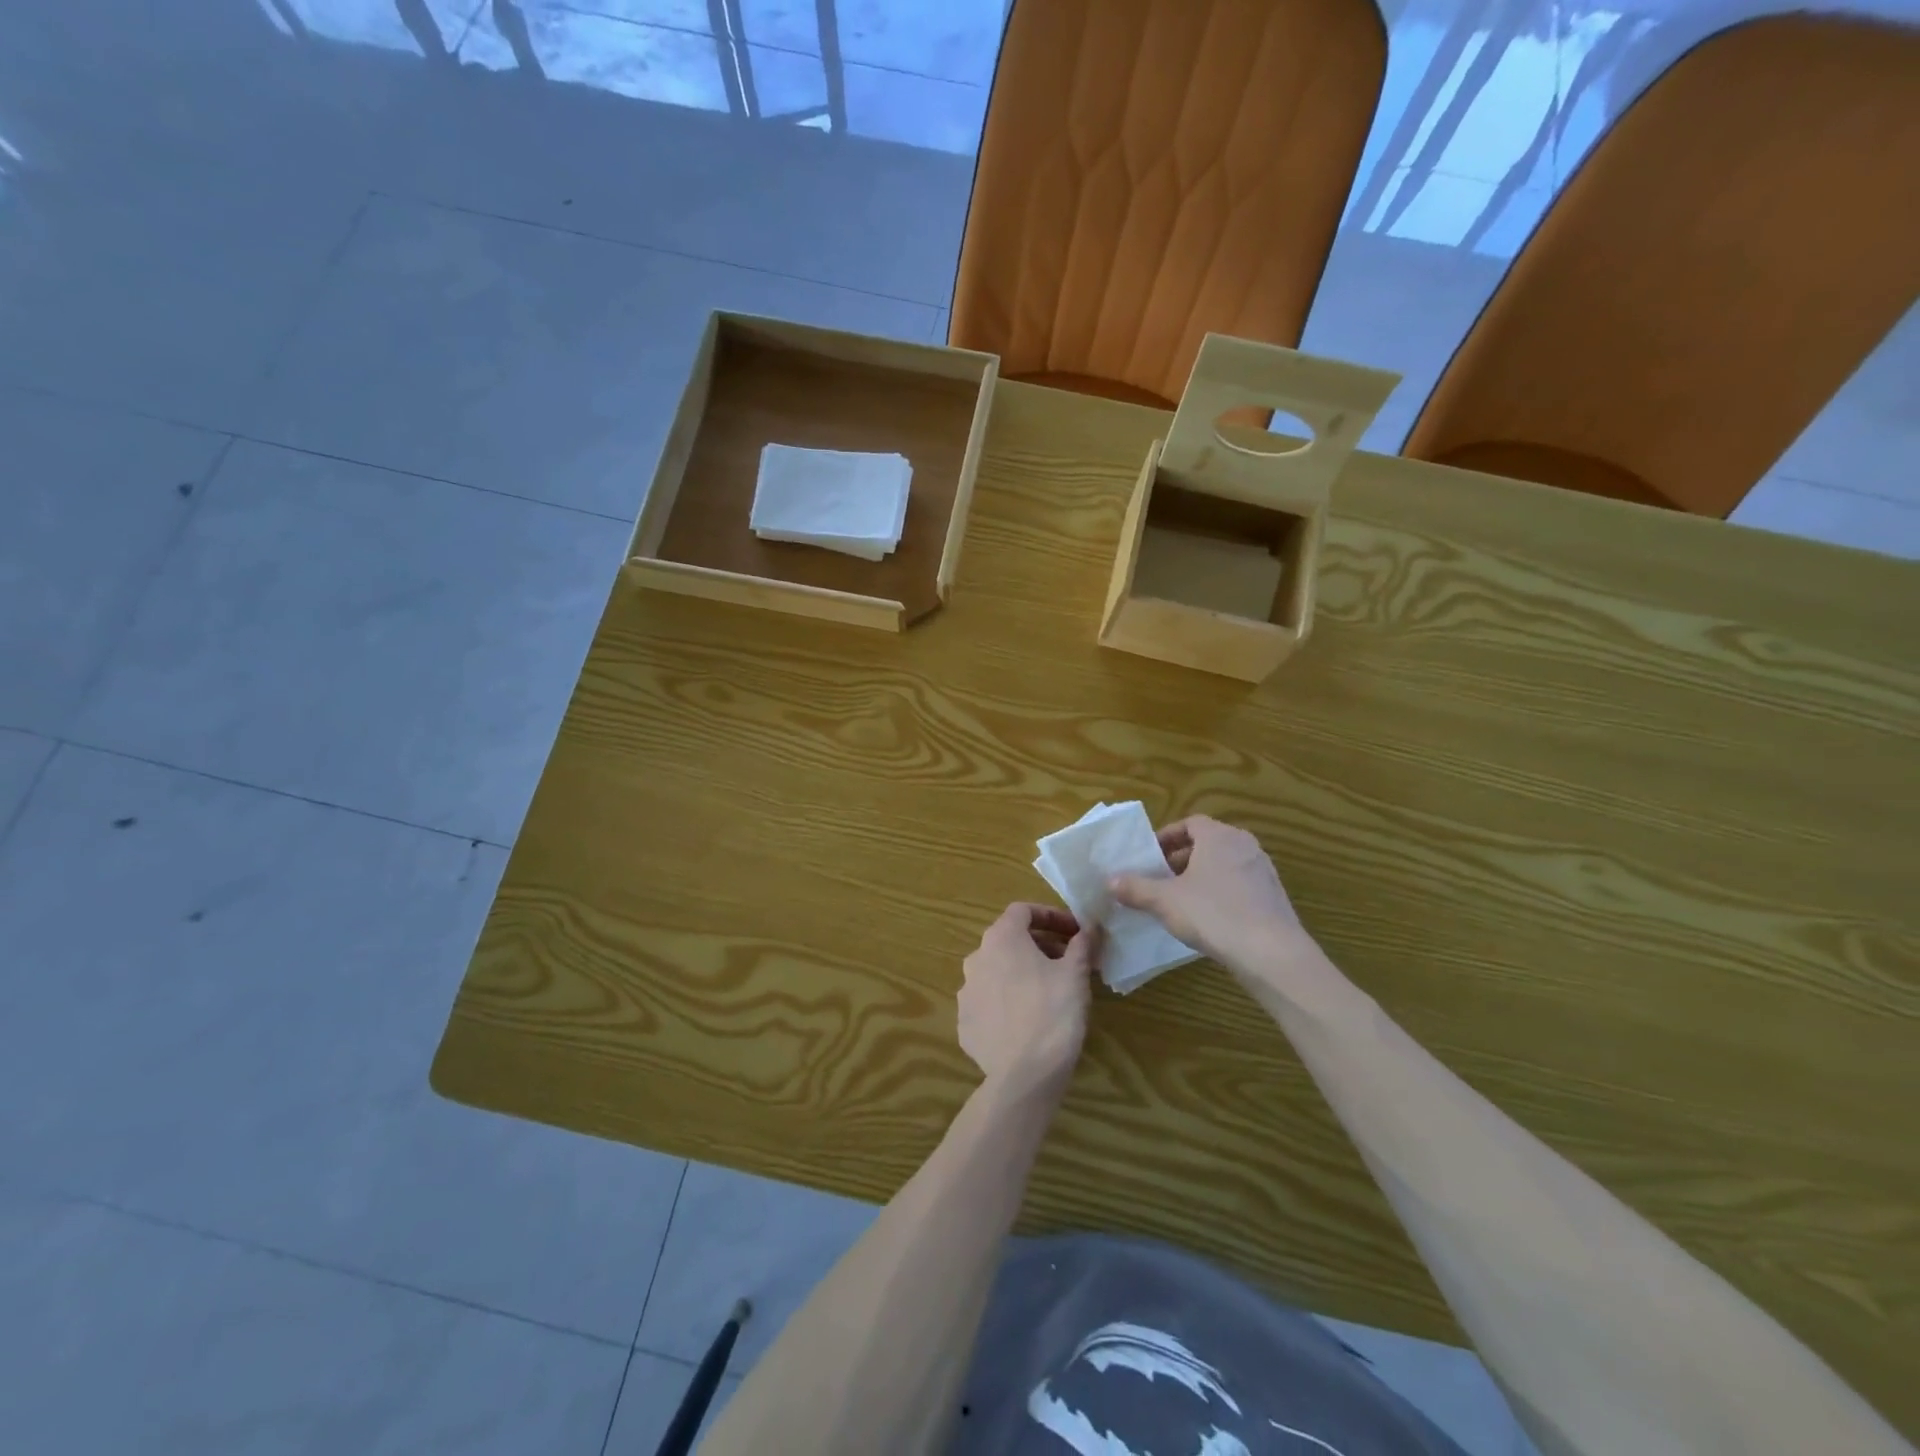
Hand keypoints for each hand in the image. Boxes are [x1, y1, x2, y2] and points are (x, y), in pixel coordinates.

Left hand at [958, 904, 1101, 1096]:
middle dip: (1040, 945)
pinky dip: (1008, 1001)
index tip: (1075, 932)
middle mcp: (976, 958)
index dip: (1050, 915)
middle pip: (1009, 940)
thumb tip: (1091, 925)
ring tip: (1050, 992)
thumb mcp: (1076, 974)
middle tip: (1068, 962)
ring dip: (1022, 973)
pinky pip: (990, 1002)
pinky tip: (1028, 1020)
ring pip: (997, 971)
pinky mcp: (965, 1023)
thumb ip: (1082, 944)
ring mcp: (966, 992)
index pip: (1022, 911)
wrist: (1024, 1076)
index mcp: (1001, 939)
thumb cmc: (1054, 1013)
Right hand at [1108, 816, 1312, 972]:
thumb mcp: (1165, 901)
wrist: (1271, 953)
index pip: (1190, 823)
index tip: (1151, 856)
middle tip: (1161, 878)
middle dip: (1181, 858)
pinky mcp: (1274, 897)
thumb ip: (1136, 888)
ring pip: (1225, 865)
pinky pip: (1240, 885)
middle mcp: (1245, 845)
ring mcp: (1263, 871)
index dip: (1168, 837)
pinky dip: (1221, 893)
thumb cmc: (1214, 915)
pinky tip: (1209, 919)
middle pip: (1208, 843)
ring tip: (1181, 899)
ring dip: (1202, 876)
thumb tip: (1109, 881)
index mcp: (1219, 836)